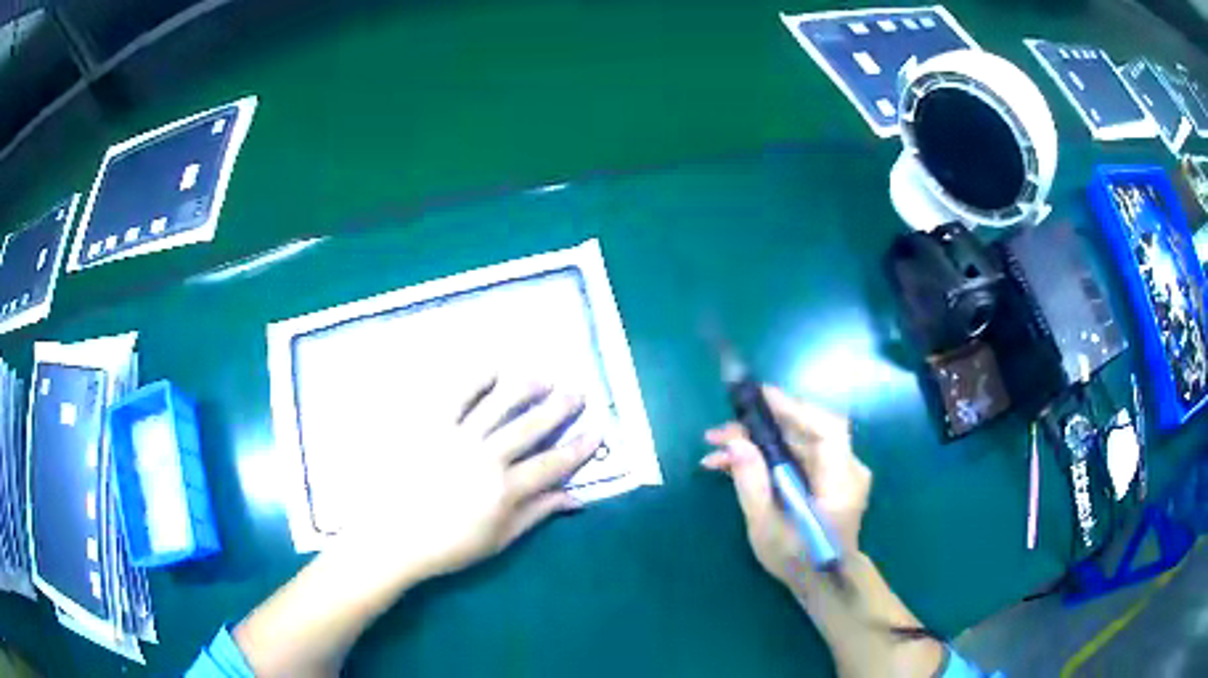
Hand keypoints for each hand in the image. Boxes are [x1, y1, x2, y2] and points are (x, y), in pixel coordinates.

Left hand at [338, 371, 599, 584]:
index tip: (597, 431)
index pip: (552, 464)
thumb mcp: (499, 539)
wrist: (392, 538)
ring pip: (498, 404)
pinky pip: (456, 395)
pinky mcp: (429, 425)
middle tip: (576, 392)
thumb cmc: (448, 545)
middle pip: (530, 427)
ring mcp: (456, 437)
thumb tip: (577, 499)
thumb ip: (538, 514)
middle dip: (559, 408)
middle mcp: (485, 458)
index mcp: (504, 490)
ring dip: (525, 387)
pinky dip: (477, 378)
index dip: (578, 448)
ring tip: (544, 377)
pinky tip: (495, 368)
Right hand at [702, 386, 870, 587]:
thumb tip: (736, 442)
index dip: (793, 408)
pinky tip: (734, 463)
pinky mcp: (828, 476)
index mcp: (840, 481)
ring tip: (716, 452)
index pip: (824, 429)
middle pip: (805, 431)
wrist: (825, 582)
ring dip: (758, 441)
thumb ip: (752, 483)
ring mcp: (839, 471)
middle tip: (719, 433)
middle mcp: (847, 469)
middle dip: (760, 427)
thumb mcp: (766, 528)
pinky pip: (798, 455)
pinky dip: (769, 454)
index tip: (757, 398)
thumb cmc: (798, 560)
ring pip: (798, 442)